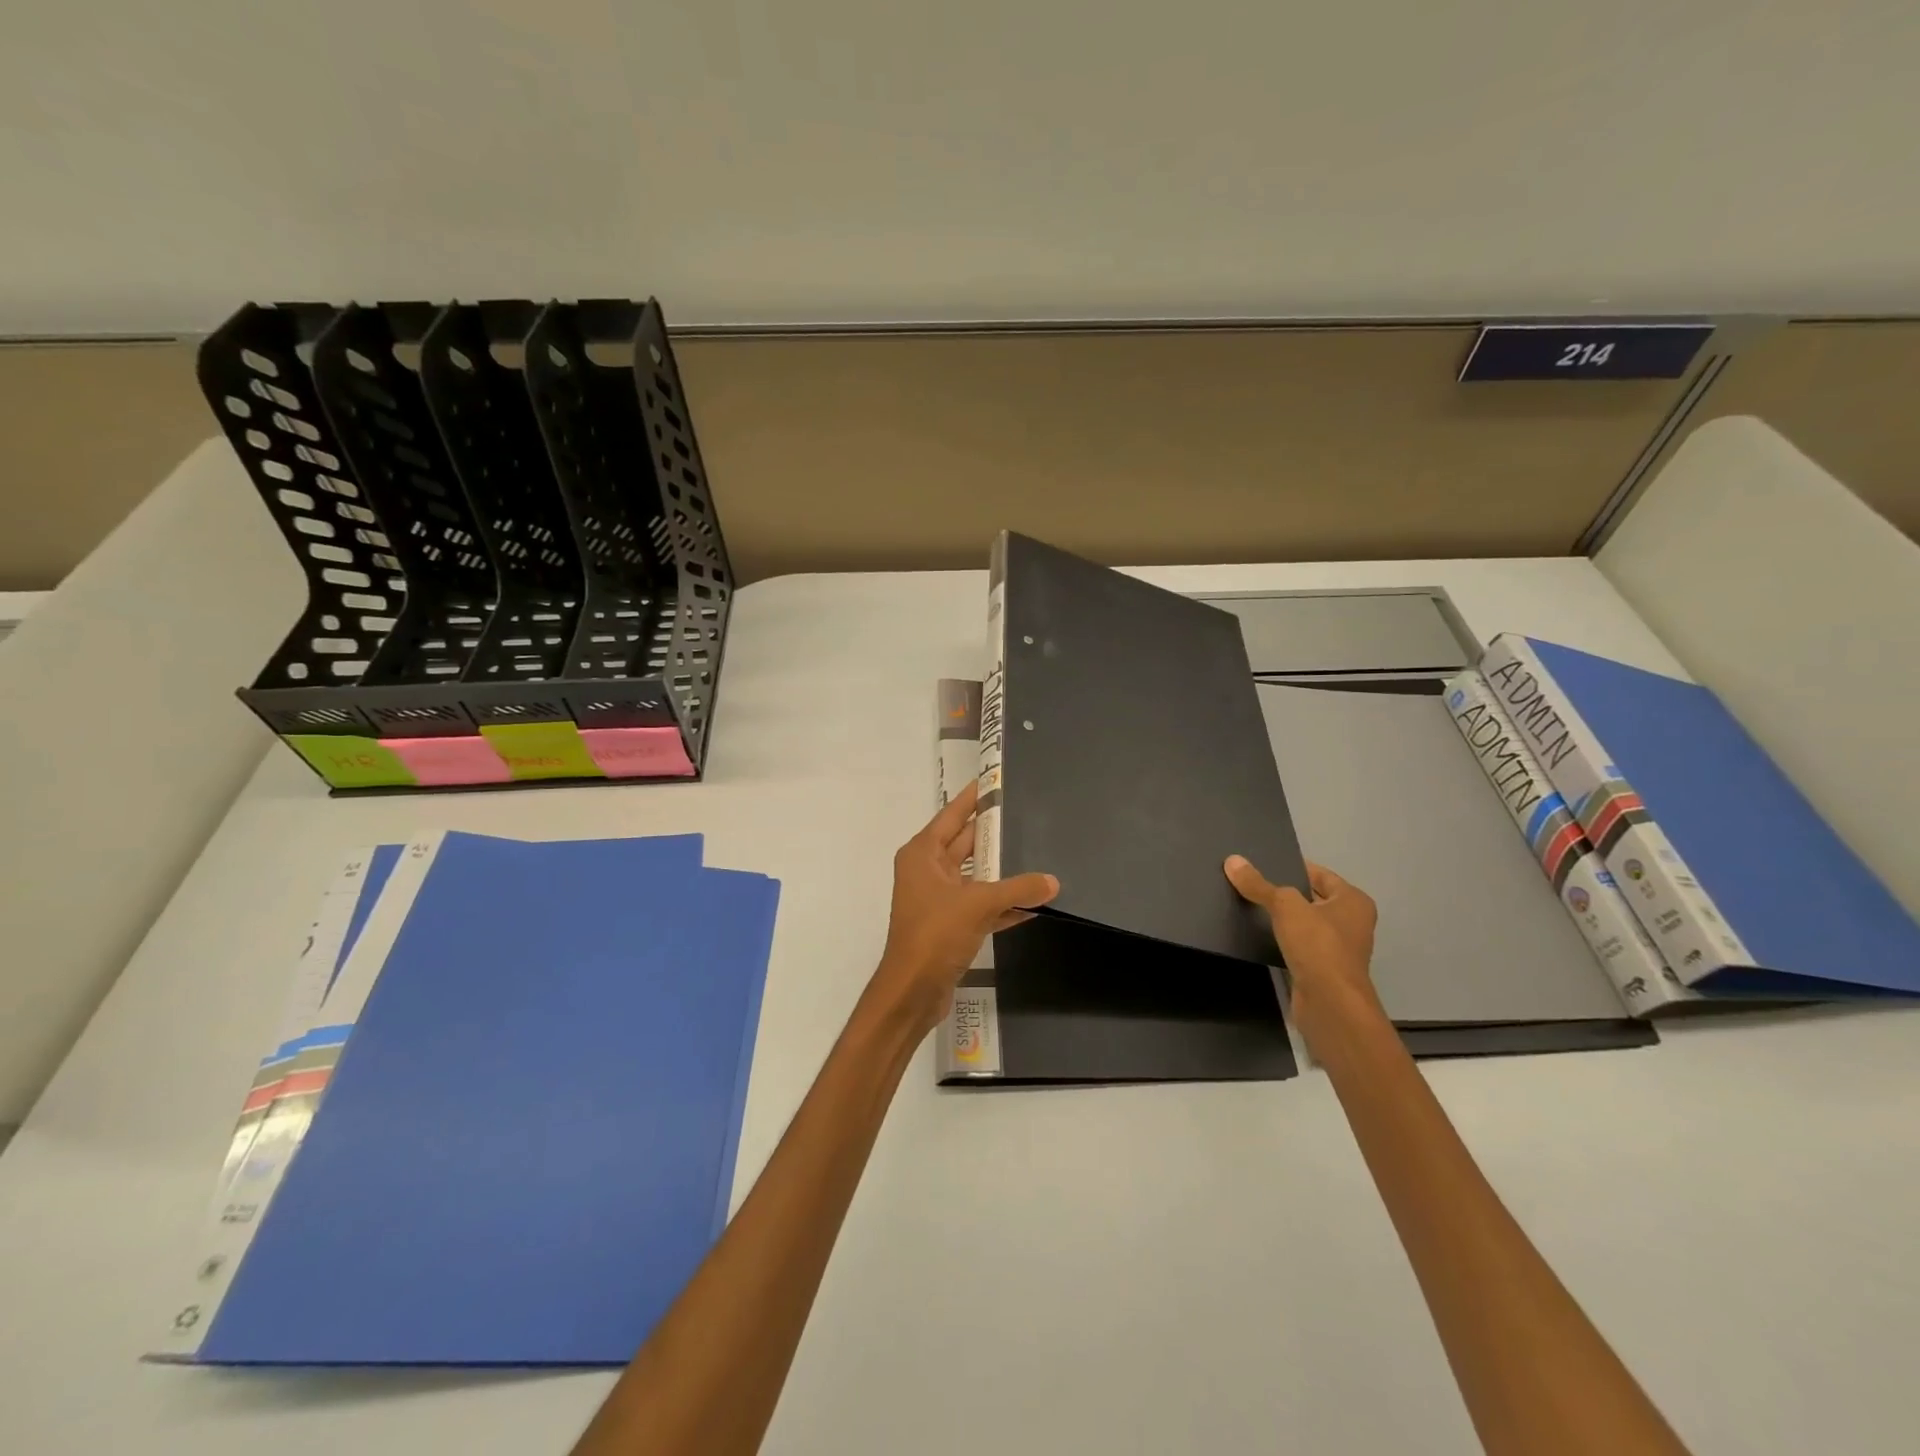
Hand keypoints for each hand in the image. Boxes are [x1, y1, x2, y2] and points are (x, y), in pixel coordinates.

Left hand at [870, 782, 1058, 1035]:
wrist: (912, 991)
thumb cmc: (935, 934)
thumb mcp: (978, 904)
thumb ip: (1017, 889)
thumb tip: (1052, 882)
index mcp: (923, 854)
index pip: (952, 815)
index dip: (974, 798)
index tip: (995, 781)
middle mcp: (927, 871)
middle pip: (964, 843)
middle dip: (993, 832)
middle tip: (1026, 815)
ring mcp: (938, 899)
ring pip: (975, 875)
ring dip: (1002, 870)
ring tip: (1037, 853)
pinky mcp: (949, 925)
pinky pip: (980, 905)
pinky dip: (1002, 903)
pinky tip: (1032, 902)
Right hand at [1224, 857, 1380, 1032]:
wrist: (1330, 1004)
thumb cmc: (1318, 945)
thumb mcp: (1285, 906)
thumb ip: (1259, 884)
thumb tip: (1233, 861)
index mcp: (1353, 901)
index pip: (1320, 874)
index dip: (1292, 867)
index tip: (1262, 864)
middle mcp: (1351, 923)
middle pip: (1311, 898)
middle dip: (1284, 892)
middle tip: (1251, 883)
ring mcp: (1338, 949)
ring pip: (1305, 924)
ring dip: (1283, 919)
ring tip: (1249, 906)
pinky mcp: (1323, 970)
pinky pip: (1299, 945)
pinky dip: (1283, 940)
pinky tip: (1259, 935)